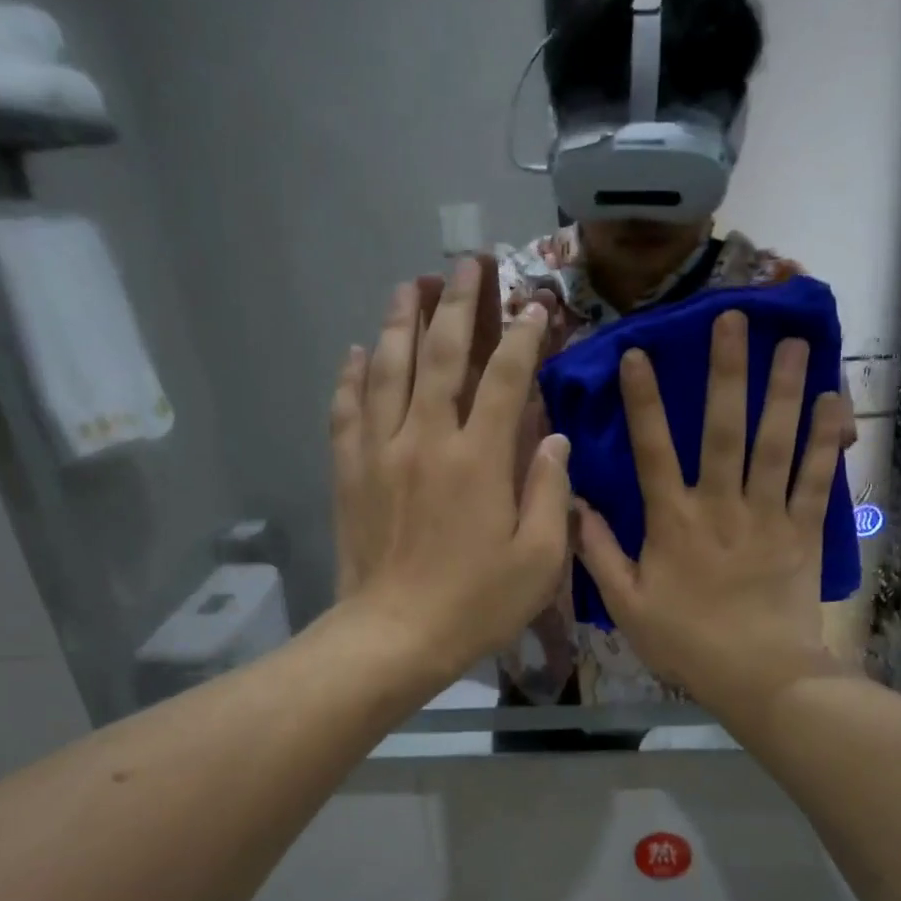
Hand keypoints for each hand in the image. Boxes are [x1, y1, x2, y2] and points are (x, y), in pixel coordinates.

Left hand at [329, 257, 571, 682]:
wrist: (393, 636)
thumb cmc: (475, 605)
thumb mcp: (538, 560)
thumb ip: (549, 492)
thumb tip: (554, 438)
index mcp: (479, 460)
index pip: (505, 379)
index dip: (522, 337)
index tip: (534, 307)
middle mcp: (427, 440)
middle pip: (440, 355)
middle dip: (457, 303)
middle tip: (465, 264)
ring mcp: (380, 452)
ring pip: (388, 369)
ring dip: (401, 321)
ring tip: (410, 285)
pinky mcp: (349, 472)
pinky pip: (347, 410)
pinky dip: (353, 376)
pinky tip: (359, 351)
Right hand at [572, 310, 850, 715]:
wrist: (759, 676)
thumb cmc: (686, 643)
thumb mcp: (627, 606)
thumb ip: (599, 554)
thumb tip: (575, 505)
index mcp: (673, 522)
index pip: (652, 451)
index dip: (643, 402)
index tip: (638, 355)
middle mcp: (720, 506)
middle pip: (723, 430)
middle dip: (726, 373)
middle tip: (734, 319)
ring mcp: (767, 515)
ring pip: (774, 443)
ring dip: (782, 390)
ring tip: (792, 342)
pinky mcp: (803, 531)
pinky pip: (817, 479)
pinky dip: (826, 441)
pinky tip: (832, 403)